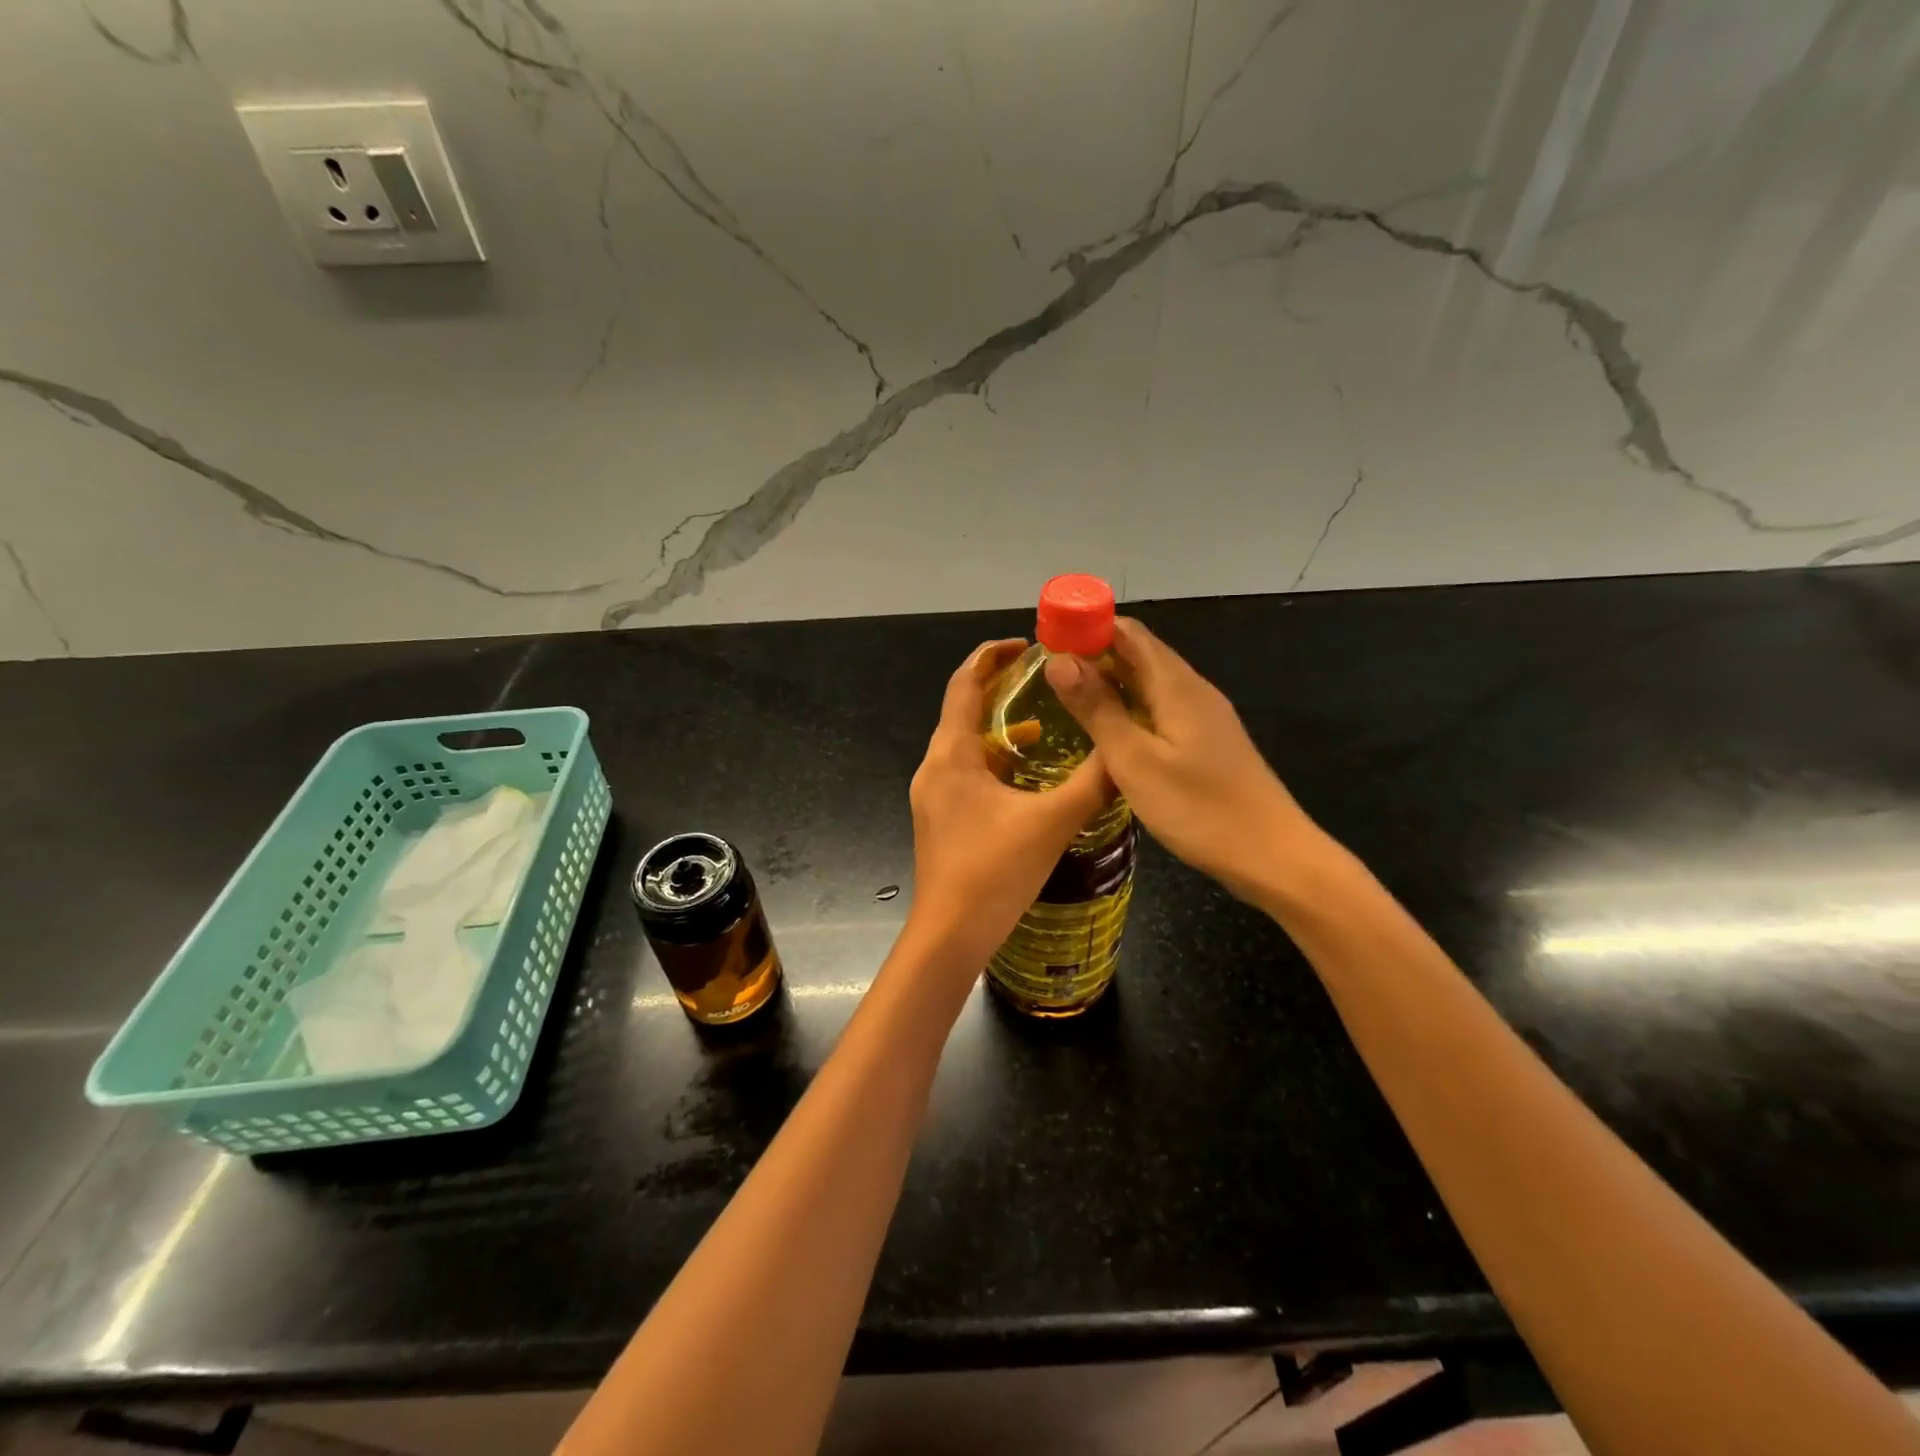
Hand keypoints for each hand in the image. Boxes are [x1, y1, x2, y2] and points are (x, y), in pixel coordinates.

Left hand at [906, 640, 1111, 971]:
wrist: (950, 937)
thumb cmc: (993, 873)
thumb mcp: (1051, 822)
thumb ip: (1093, 783)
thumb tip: (1128, 749)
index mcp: (951, 755)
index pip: (964, 684)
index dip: (991, 656)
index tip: (1026, 644)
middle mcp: (936, 768)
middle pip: (963, 710)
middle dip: (1001, 689)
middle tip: (1045, 677)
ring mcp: (935, 796)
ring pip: (967, 745)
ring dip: (1001, 727)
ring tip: (1047, 720)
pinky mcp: (943, 819)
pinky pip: (969, 773)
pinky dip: (997, 762)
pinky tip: (1029, 776)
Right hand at [1043, 618, 1323, 905]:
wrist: (1272, 856)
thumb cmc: (1199, 808)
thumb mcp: (1134, 760)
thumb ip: (1097, 709)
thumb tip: (1059, 660)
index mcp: (1176, 685)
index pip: (1128, 632)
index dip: (1087, 627)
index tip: (1048, 638)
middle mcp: (1193, 690)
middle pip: (1140, 653)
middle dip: (1094, 653)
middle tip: (1046, 673)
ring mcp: (1204, 717)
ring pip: (1150, 682)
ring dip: (1111, 681)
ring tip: (1067, 697)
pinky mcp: (1207, 742)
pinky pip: (1161, 708)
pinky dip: (1130, 706)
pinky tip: (1110, 730)